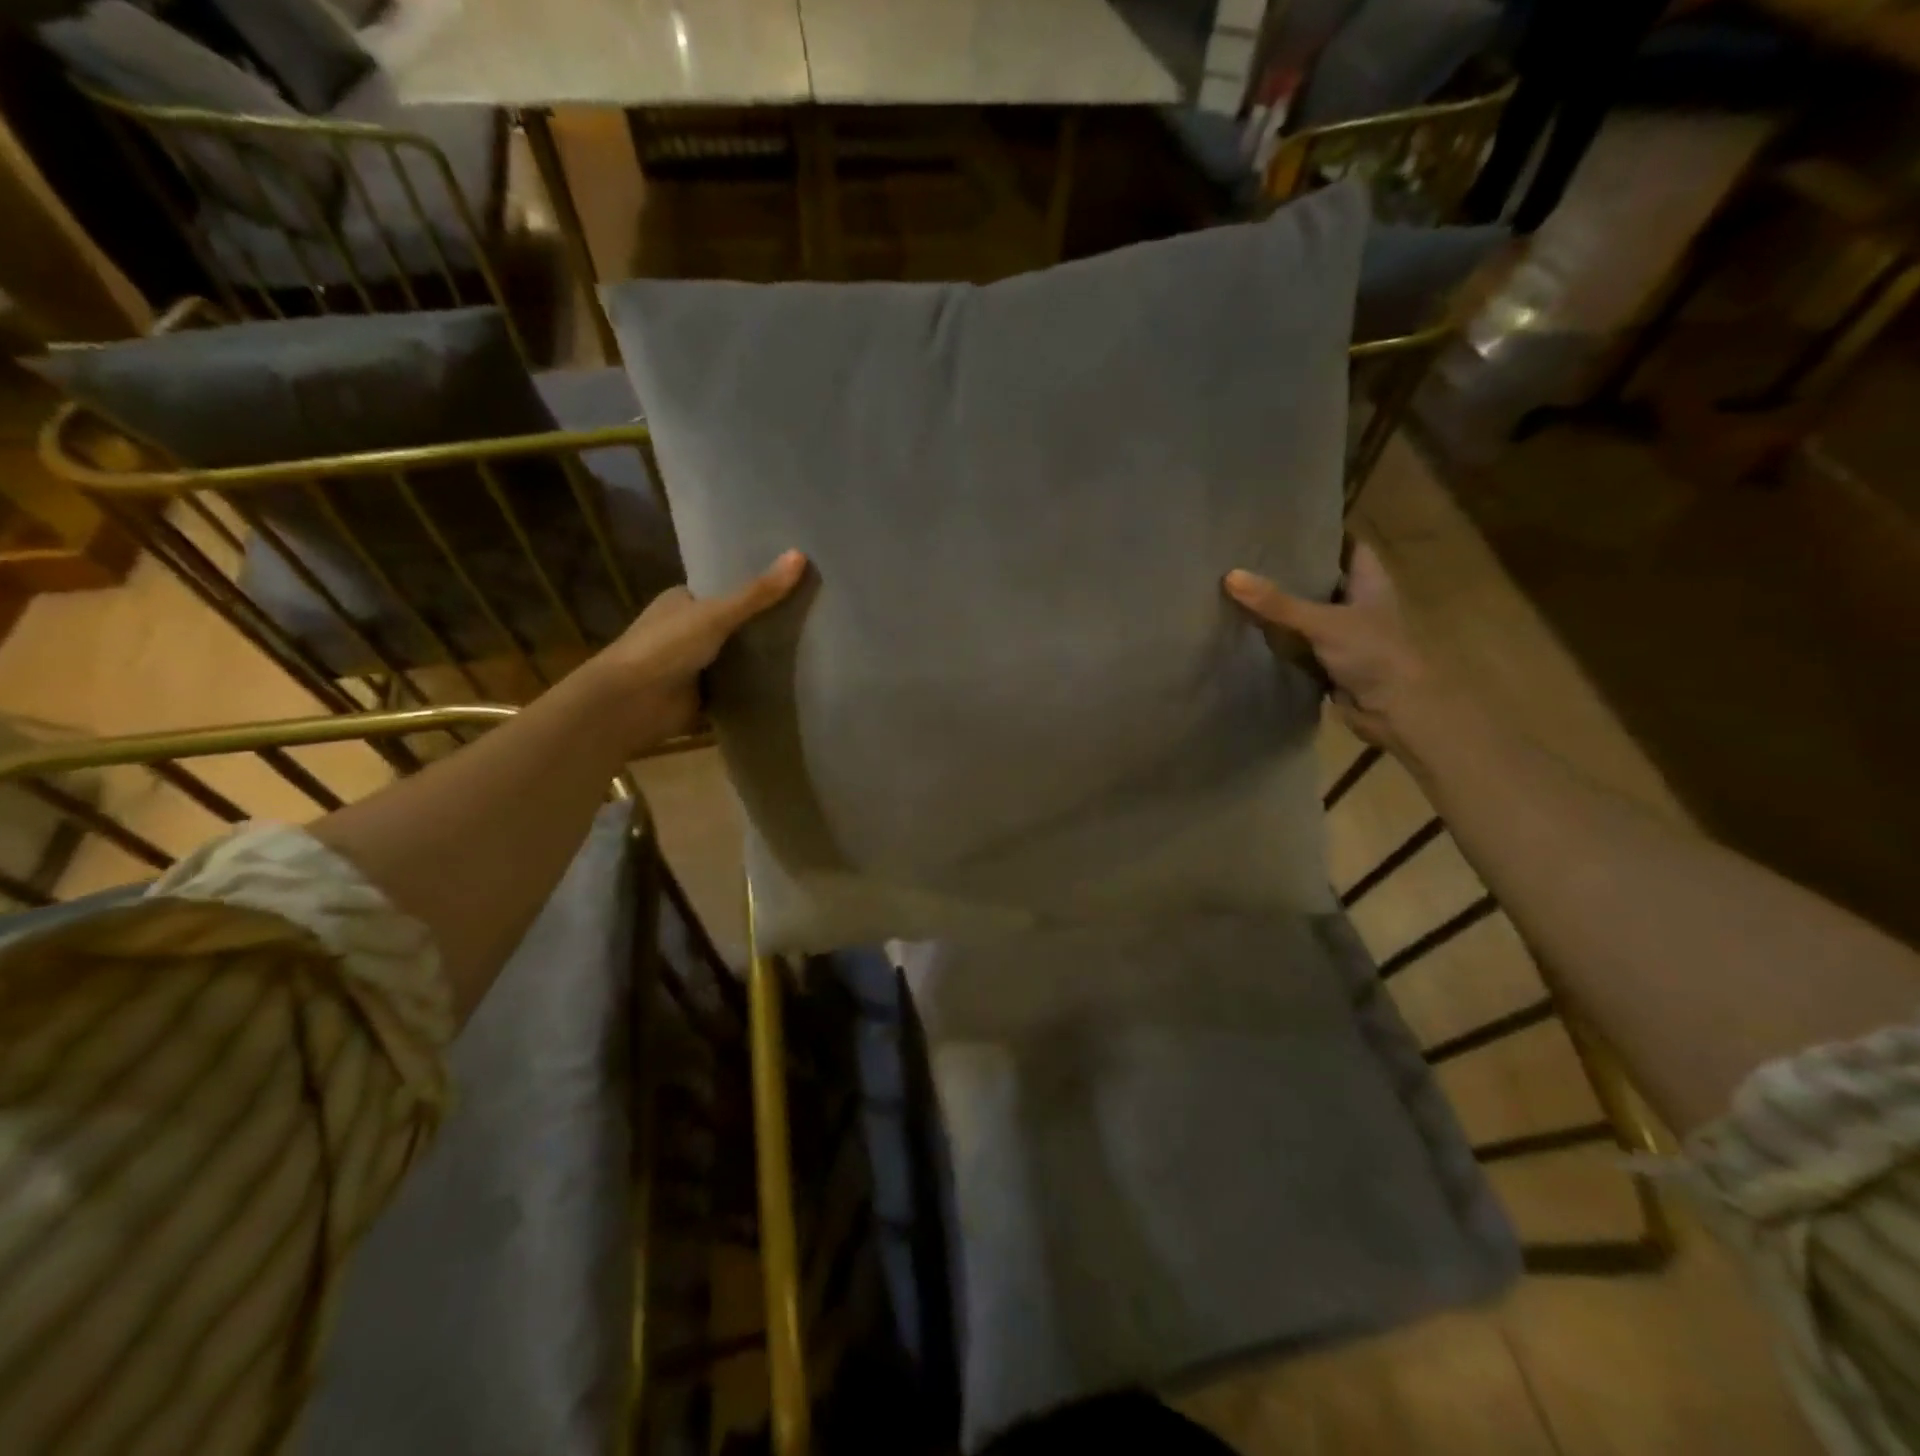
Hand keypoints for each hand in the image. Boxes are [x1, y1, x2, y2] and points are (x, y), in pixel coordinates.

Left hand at [577, 550, 807, 754]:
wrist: (631, 703)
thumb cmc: (666, 647)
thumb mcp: (716, 614)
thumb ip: (758, 592)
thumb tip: (800, 554)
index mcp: (682, 601)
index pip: (724, 588)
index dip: (756, 585)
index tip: (794, 583)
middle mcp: (686, 630)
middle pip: (734, 624)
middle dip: (765, 624)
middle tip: (812, 615)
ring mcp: (694, 665)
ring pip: (737, 657)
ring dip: (763, 658)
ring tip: (812, 646)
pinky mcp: (702, 696)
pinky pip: (736, 688)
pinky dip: (756, 687)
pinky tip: (791, 682)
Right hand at [1224, 542, 1445, 752]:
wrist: (1393, 710)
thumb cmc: (1372, 653)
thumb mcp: (1323, 622)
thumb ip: (1277, 603)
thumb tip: (1230, 576)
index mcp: (1369, 580)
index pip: (1346, 544)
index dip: (1320, 533)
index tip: (1284, 525)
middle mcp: (1357, 601)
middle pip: (1321, 576)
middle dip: (1290, 568)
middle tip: (1250, 553)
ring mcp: (1344, 631)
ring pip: (1307, 610)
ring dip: (1281, 603)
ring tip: (1241, 582)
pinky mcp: (1329, 658)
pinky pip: (1299, 639)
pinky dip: (1279, 635)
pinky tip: (1249, 625)